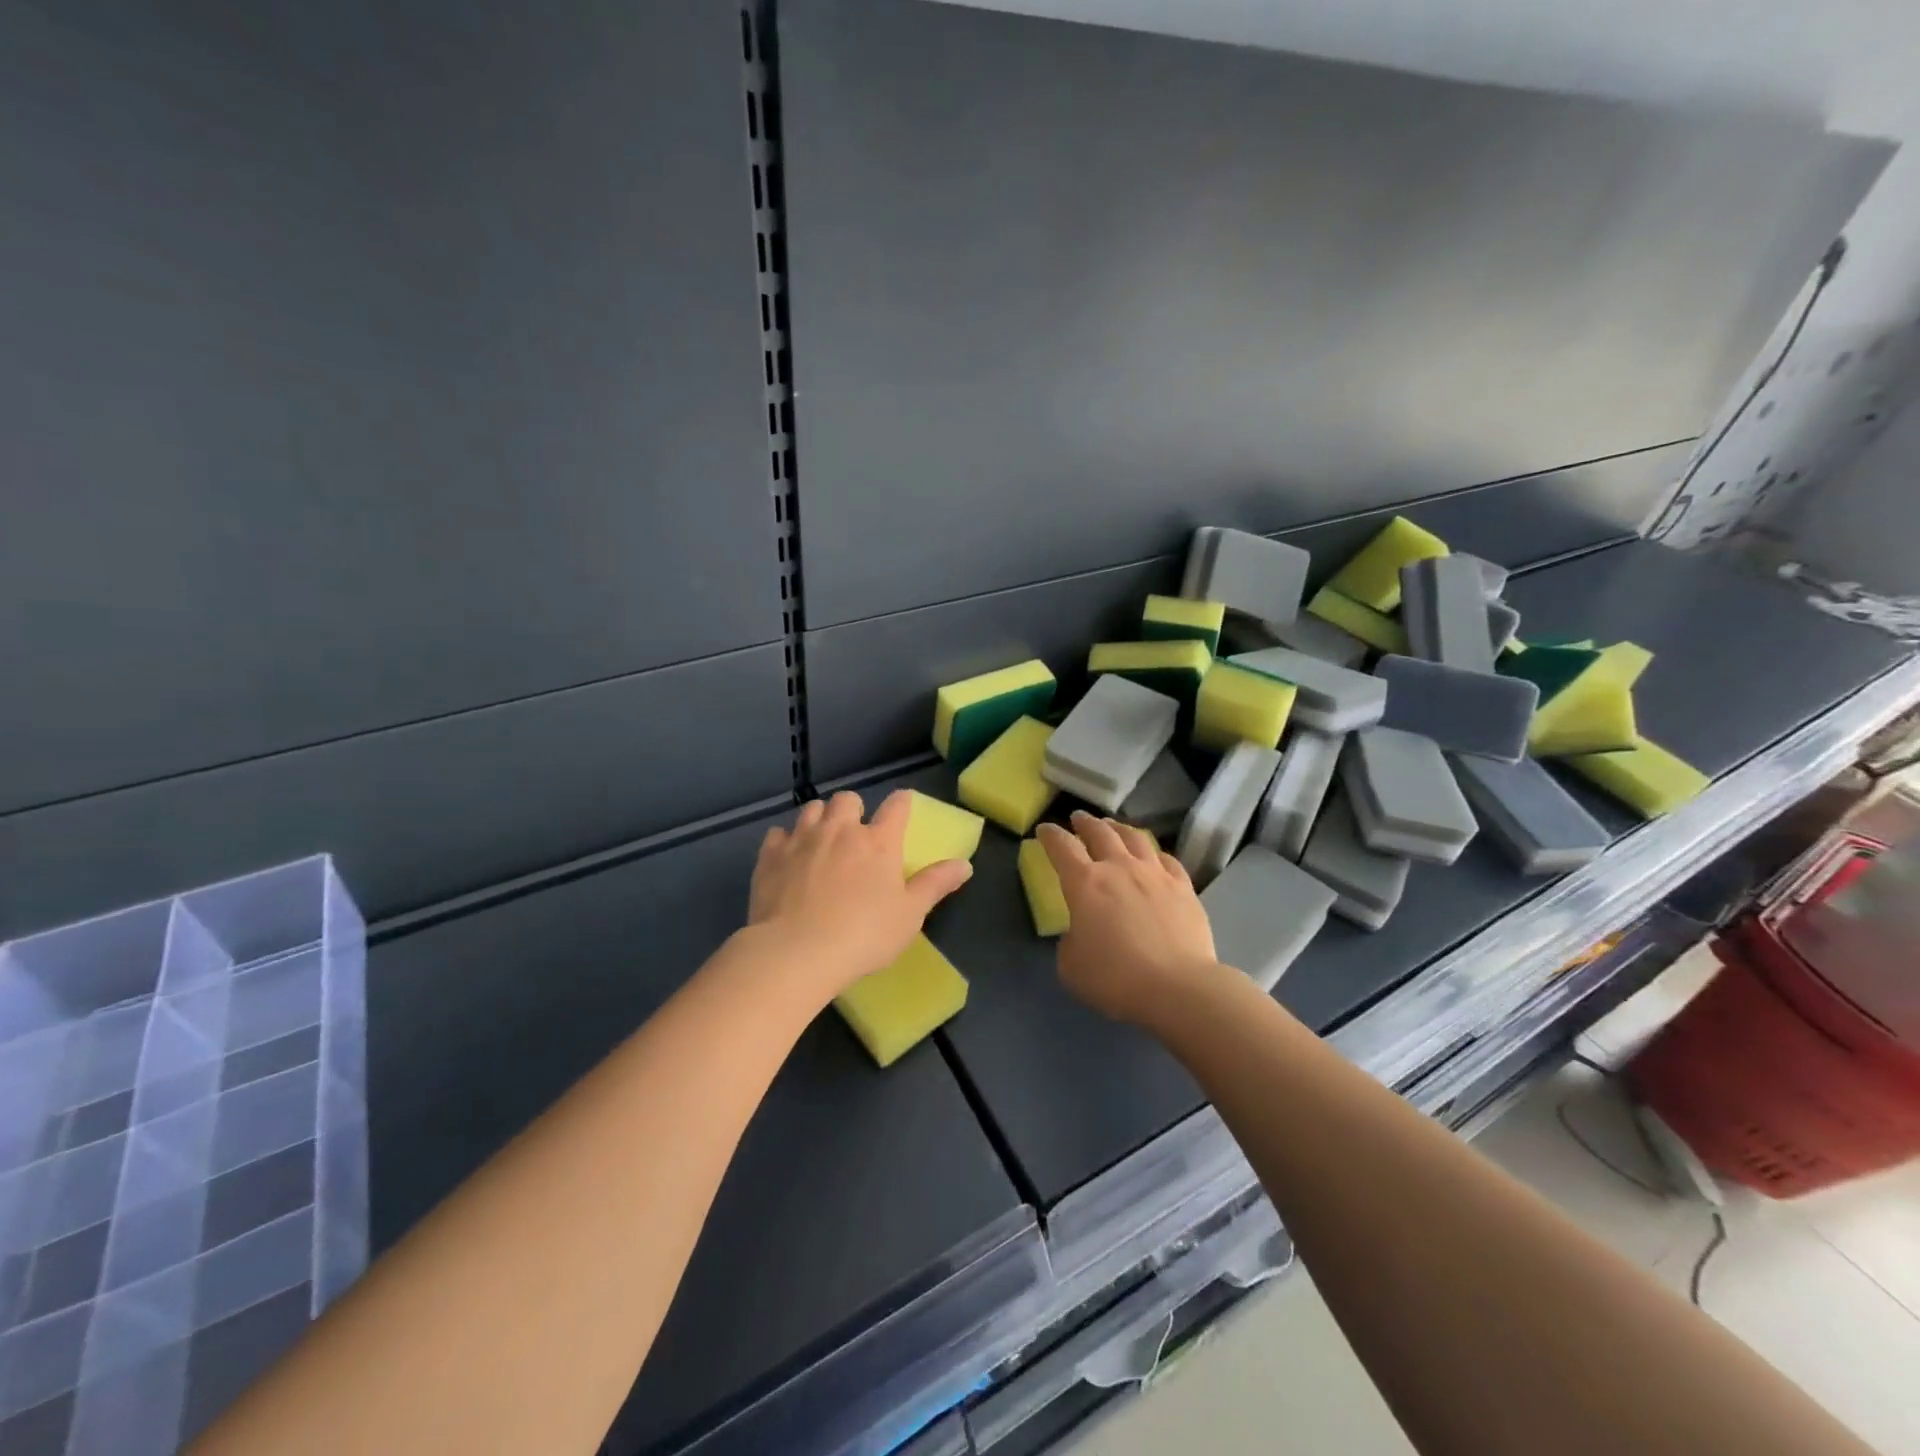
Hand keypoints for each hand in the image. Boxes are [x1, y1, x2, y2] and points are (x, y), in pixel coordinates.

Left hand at [749, 790, 972, 1000]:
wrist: (795, 952)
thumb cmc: (863, 935)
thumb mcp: (909, 915)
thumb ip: (935, 885)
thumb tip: (965, 864)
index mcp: (879, 842)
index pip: (896, 806)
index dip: (902, 802)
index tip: (902, 805)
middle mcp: (841, 830)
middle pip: (848, 799)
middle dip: (853, 809)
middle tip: (855, 833)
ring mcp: (803, 839)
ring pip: (812, 809)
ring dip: (820, 818)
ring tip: (822, 840)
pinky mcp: (771, 855)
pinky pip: (778, 834)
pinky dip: (786, 840)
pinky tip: (789, 858)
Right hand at [1038, 812, 1219, 1026]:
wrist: (1177, 987)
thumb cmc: (1115, 978)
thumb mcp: (1071, 966)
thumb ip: (1070, 941)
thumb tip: (1080, 931)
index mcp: (1085, 883)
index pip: (1062, 847)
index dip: (1050, 835)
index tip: (1044, 829)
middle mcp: (1119, 868)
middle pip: (1100, 833)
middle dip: (1085, 823)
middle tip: (1079, 818)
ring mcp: (1154, 874)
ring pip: (1135, 838)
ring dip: (1119, 828)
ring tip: (1113, 826)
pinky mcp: (1183, 887)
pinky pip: (1167, 859)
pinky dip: (1154, 852)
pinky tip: (1154, 855)